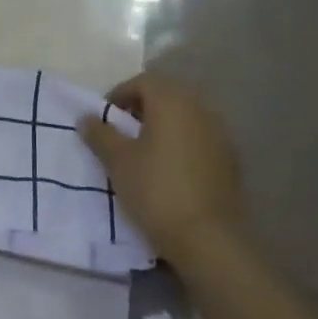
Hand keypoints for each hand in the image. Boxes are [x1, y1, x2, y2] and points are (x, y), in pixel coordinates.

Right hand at [79, 72, 247, 269]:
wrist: (207, 237)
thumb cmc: (155, 190)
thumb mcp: (117, 161)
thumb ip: (100, 134)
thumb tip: (87, 117)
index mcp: (171, 102)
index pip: (143, 82)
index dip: (119, 94)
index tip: (105, 118)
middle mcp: (200, 109)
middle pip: (167, 95)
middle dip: (142, 107)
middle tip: (122, 130)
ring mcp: (220, 134)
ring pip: (186, 116)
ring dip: (164, 124)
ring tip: (145, 150)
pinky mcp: (230, 159)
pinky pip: (200, 138)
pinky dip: (182, 142)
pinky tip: (170, 168)